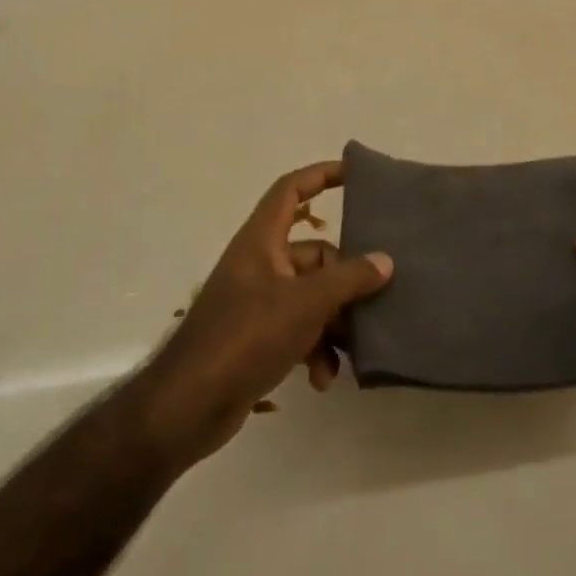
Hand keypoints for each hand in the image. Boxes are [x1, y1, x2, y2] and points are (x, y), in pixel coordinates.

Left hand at [132, 161, 392, 467]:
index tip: (354, 173)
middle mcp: (259, 264)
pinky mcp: (258, 337)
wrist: (191, 402)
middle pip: (314, 254)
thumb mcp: (305, 303)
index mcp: (261, 240)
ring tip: (349, 353)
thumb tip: (385, 261)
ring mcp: (257, 301)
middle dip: (344, 280)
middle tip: (373, 301)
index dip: (320, 175)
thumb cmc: (247, 336)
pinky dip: (315, 350)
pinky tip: (322, 379)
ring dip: (333, 325)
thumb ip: (348, 279)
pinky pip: (299, 330)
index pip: (291, 190)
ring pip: (311, 297)